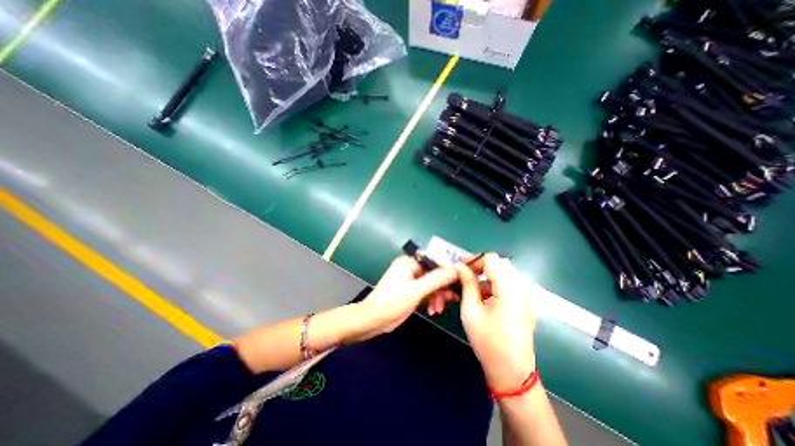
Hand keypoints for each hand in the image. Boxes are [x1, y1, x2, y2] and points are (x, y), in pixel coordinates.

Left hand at [345, 255, 456, 342]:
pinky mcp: (412, 290)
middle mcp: (411, 267)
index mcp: (410, 262)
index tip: (460, 281)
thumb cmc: (391, 302)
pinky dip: (432, 299)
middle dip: (442, 287)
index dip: (448, 271)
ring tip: (438, 308)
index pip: (435, 261)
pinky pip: (427, 291)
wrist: (374, 320)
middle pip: (435, 274)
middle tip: (452, 299)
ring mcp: (411, 279)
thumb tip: (456, 270)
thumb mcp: (416, 291)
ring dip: (438, 296)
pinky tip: (433, 309)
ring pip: (433, 284)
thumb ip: (436, 279)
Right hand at [458, 252, 536, 391]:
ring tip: (474, 292)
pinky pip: (511, 283)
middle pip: (501, 263)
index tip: (461, 270)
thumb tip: (460, 266)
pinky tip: (486, 300)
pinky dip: (496, 284)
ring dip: (489, 276)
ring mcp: (526, 296)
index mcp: (508, 290)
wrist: (512, 373)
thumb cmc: (488, 342)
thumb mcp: (470, 311)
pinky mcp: (526, 303)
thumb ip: (467, 284)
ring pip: (506, 272)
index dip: (474, 260)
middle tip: (466, 278)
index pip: (492, 259)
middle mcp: (521, 289)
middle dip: (482, 267)